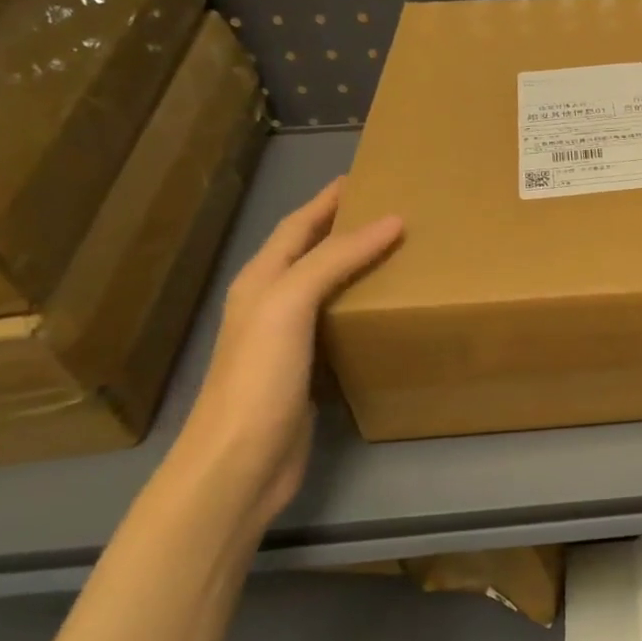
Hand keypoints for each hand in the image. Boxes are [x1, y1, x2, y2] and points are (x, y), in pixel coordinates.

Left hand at [176, 179, 402, 526]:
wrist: (239, 463)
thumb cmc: (260, 377)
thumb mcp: (290, 304)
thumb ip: (335, 259)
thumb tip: (392, 220)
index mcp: (261, 281)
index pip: (297, 226)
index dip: (327, 199)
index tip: (364, 177)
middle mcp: (270, 304)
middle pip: (311, 253)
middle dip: (345, 227)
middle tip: (394, 211)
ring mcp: (287, 341)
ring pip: (327, 288)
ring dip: (358, 266)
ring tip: (401, 253)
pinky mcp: (307, 372)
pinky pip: (339, 323)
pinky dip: (363, 307)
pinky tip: (387, 310)